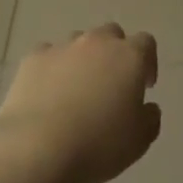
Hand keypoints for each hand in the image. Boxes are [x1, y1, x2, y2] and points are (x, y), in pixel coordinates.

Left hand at [0, 23, 161, 182]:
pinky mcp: (32, 59)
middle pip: (111, 34)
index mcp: (129, 57)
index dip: (148, 62)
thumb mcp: (139, 141)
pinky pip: (48, 56)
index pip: (146, 43)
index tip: (144, 86)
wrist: (36, 147)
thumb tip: (148, 108)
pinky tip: (48, 93)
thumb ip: (150, 119)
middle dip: (114, 54)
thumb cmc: (98, 144)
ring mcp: (62, 48)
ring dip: (83, 59)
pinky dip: (52, 68)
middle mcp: (97, 43)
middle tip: (111, 84)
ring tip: (77, 90)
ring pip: (78, 42)